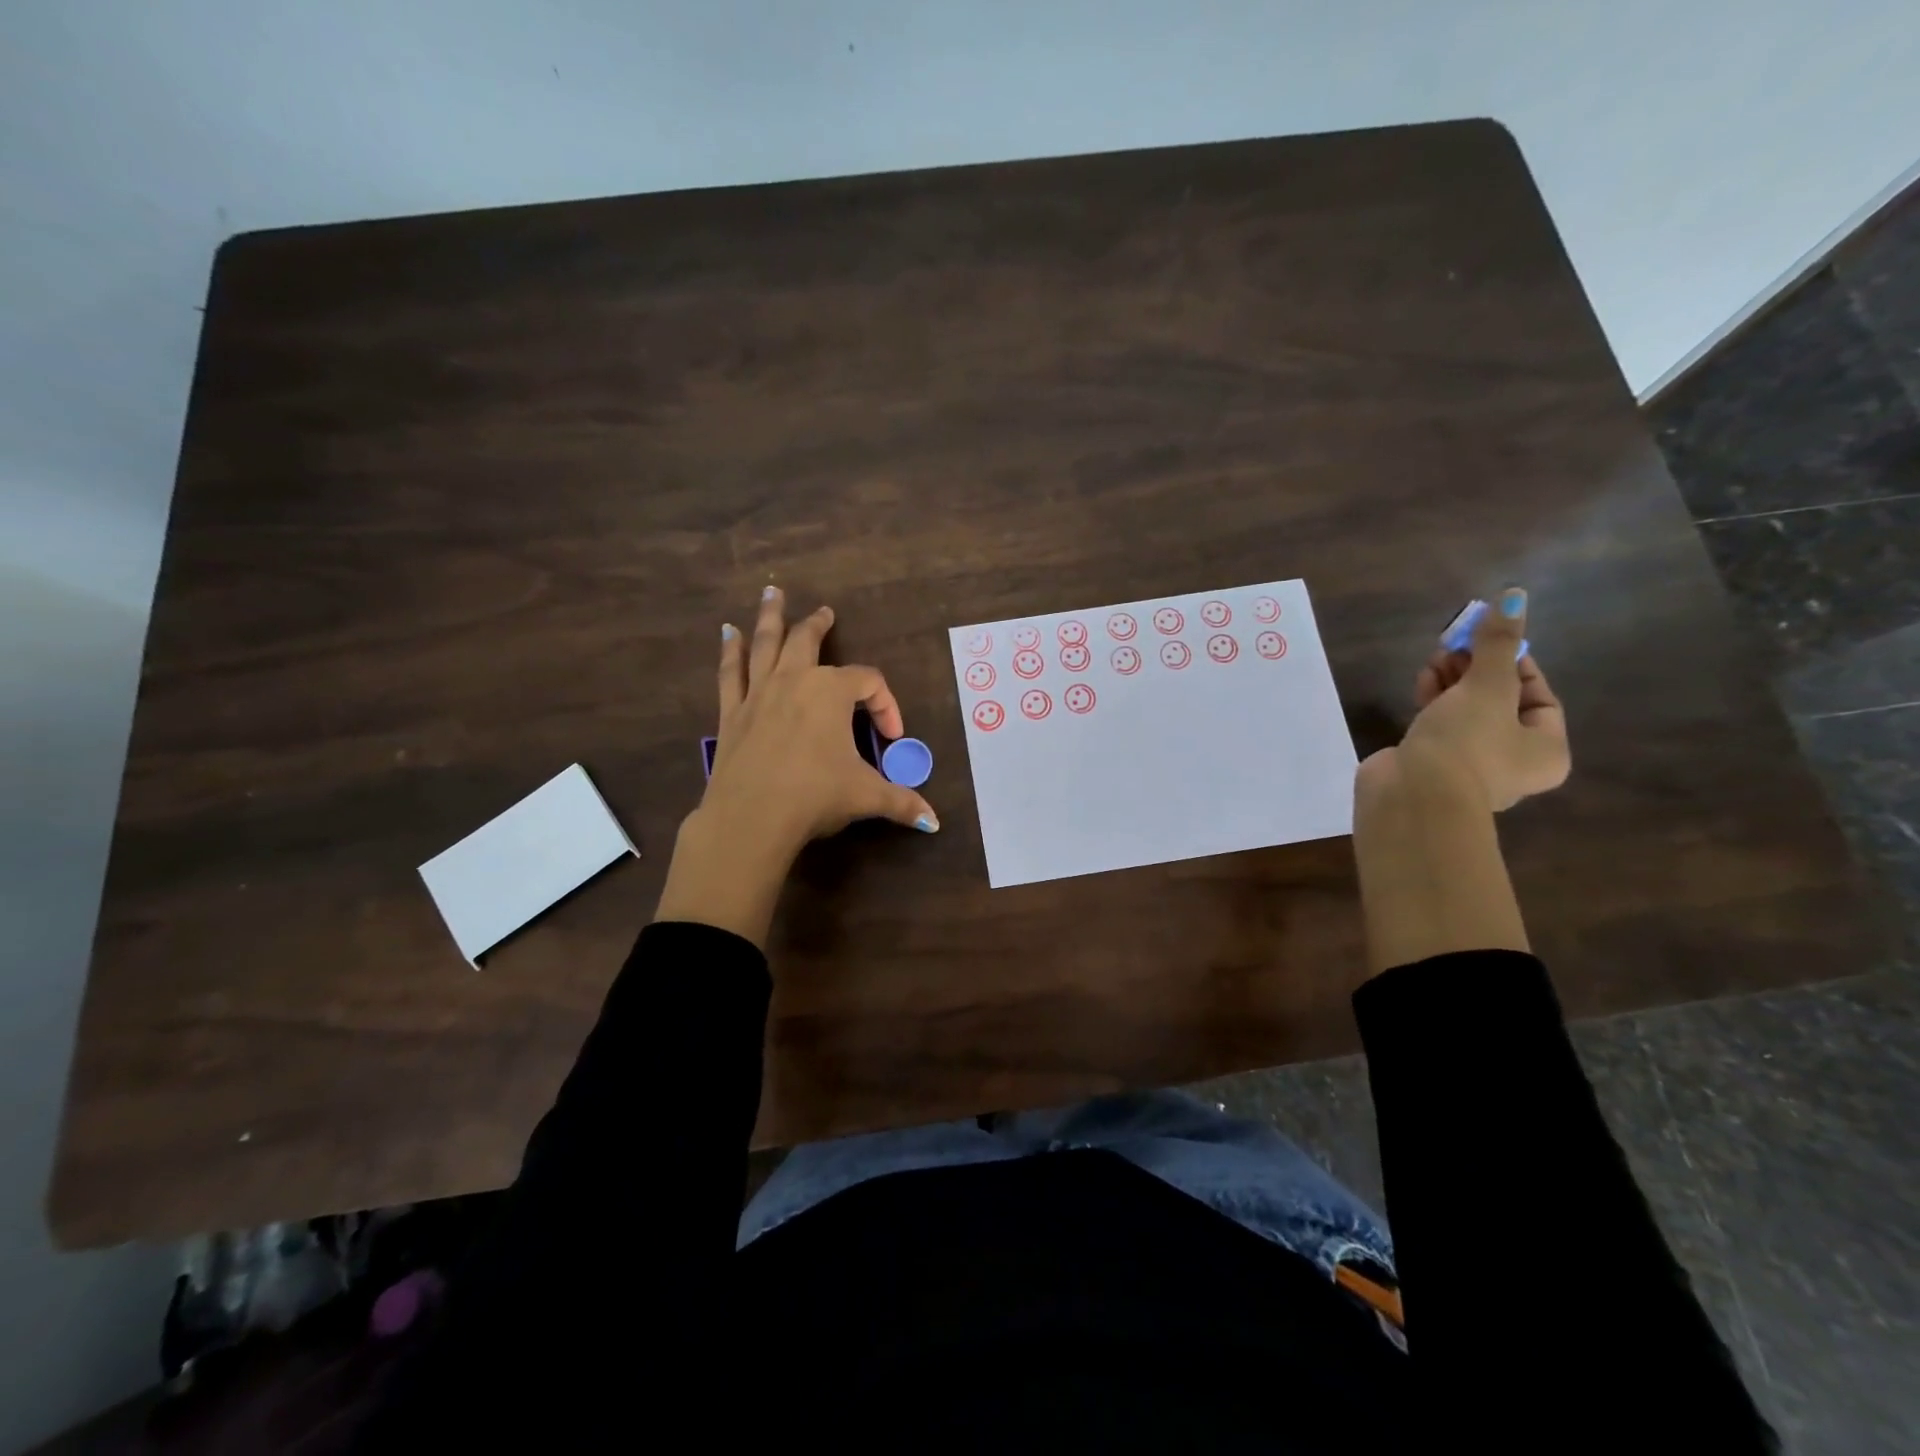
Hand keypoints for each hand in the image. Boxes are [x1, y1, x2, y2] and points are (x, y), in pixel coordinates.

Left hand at [654, 587, 936, 947]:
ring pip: (765, 644)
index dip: (886, 705)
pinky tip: (727, 634)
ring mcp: (759, 693)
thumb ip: (901, 801)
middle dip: (818, 625)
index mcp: (831, 692)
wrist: (751, 817)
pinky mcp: (731, 712)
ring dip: (771, 617)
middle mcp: (794, 681)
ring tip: (771, 593)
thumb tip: (934, 821)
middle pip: (808, 641)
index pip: (868, 684)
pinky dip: (730, 652)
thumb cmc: (815, 796)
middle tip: (825, 612)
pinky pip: (731, 673)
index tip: (892, 738)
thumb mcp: (866, 796)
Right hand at [1358, 587, 1569, 812]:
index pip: (1538, 695)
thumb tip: (1514, 595)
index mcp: (1545, 750)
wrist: (1411, 796)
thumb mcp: (1488, 688)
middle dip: (1477, 669)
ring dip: (1452, 681)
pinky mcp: (1430, 763)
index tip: (1489, 638)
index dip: (1514, 661)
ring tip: (1436, 657)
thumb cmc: (1466, 744)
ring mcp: (1467, 765)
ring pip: (1466, 712)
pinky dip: (1432, 701)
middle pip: (1499, 702)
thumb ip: (1497, 644)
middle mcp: (1512, 761)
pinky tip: (1422, 681)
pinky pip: (1438, 725)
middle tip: (1456, 643)